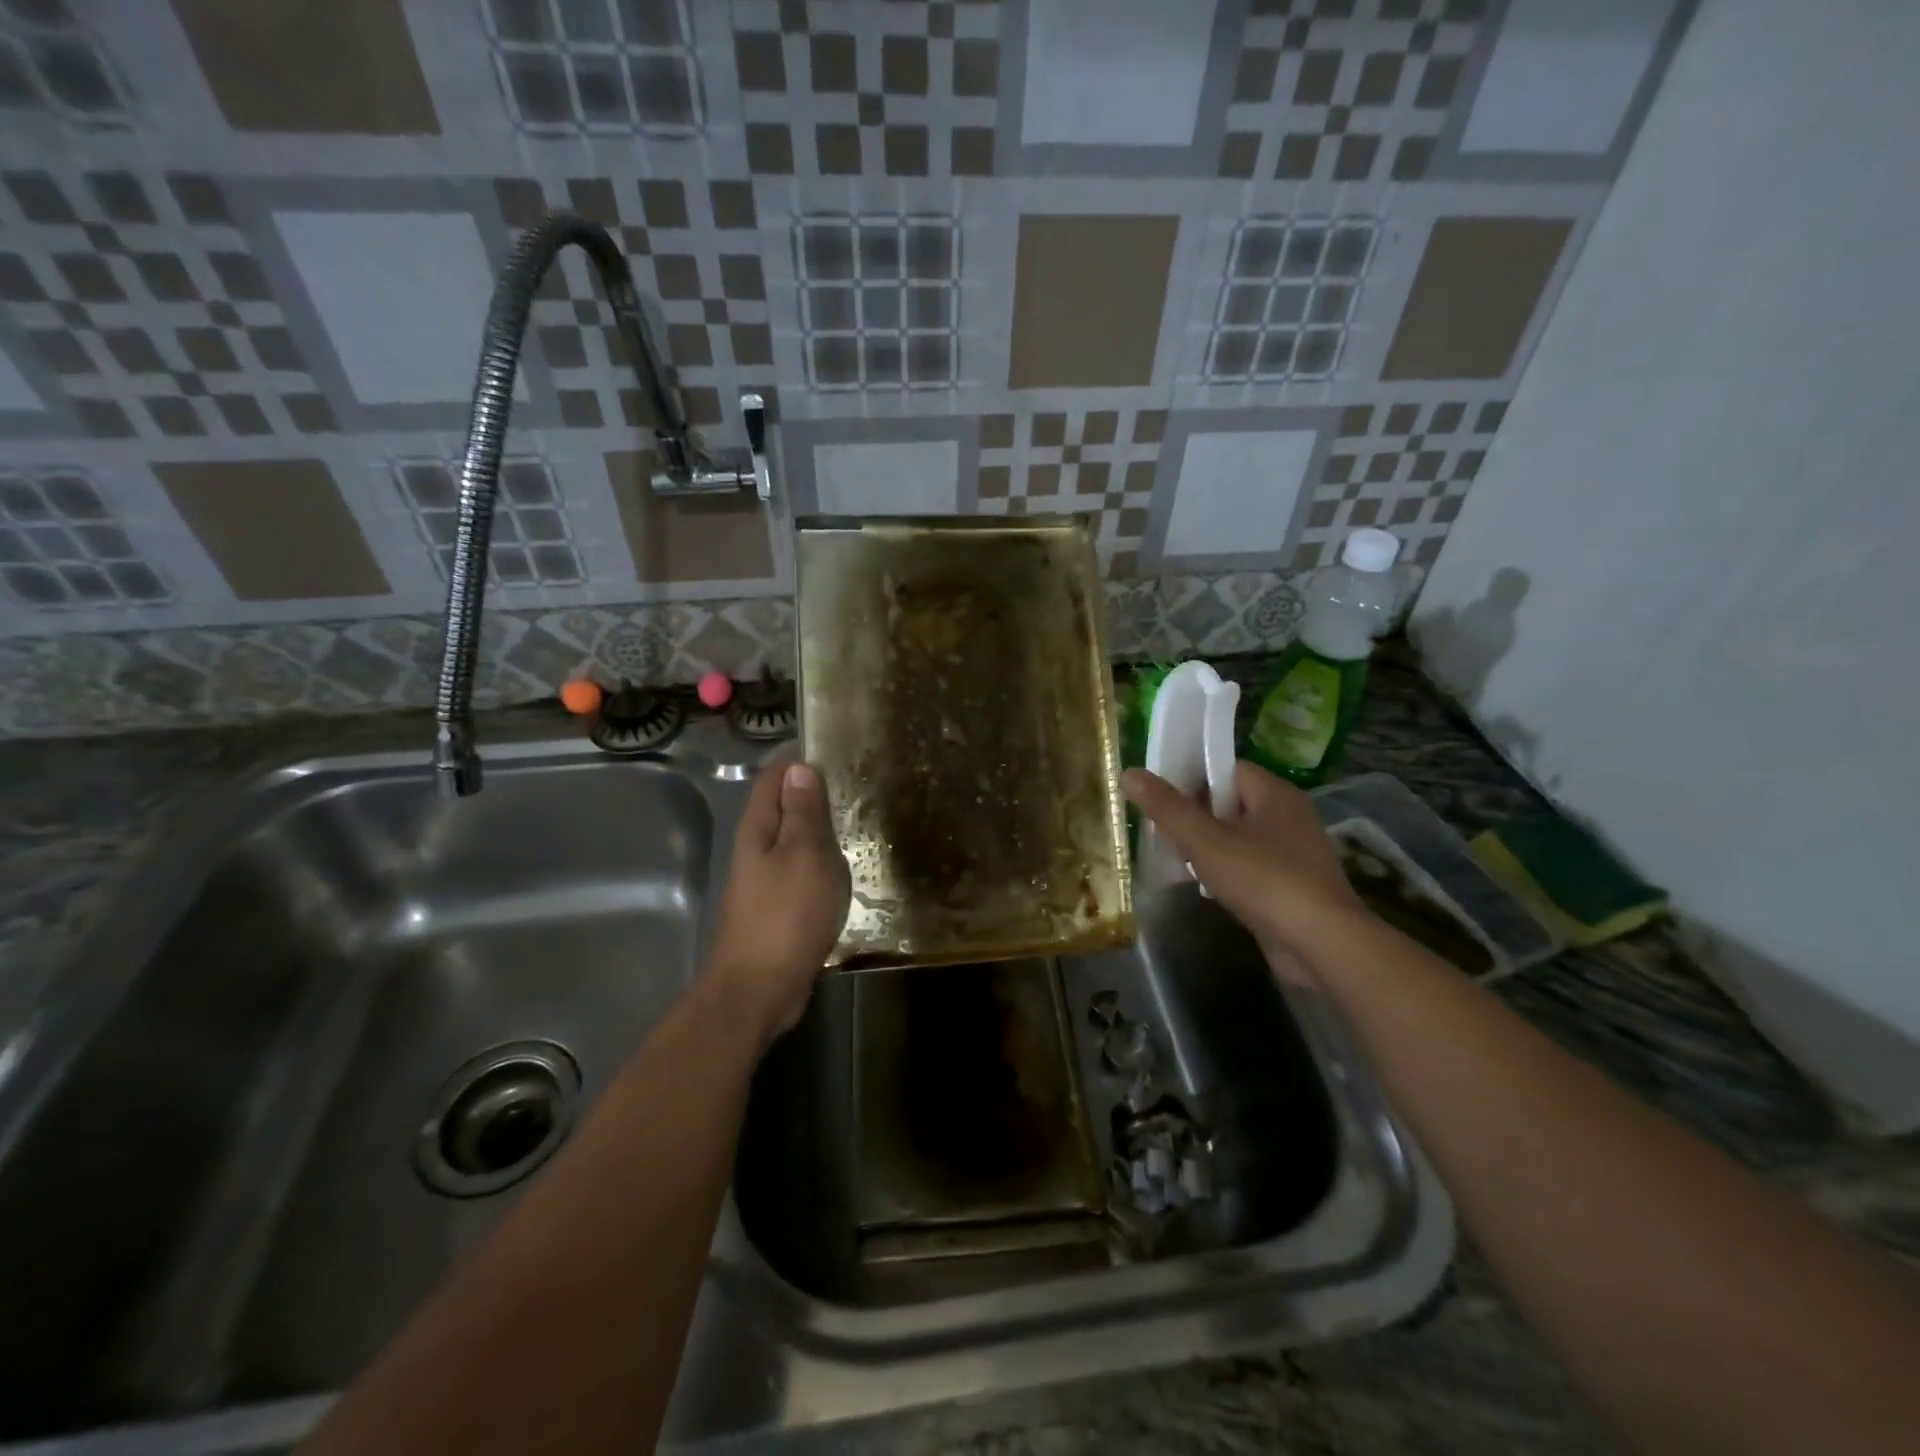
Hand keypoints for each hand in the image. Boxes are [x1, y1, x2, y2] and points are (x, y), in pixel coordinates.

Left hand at [705, 760, 850, 1050]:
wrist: (758, 989)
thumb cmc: (785, 916)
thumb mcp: (803, 856)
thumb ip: (802, 814)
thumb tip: (799, 768)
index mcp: (757, 829)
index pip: (773, 778)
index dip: (798, 761)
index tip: (833, 750)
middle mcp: (755, 849)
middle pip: (781, 808)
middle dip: (810, 792)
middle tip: (852, 784)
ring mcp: (763, 880)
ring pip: (791, 841)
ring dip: (816, 828)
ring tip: (853, 820)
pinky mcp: (775, 907)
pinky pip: (799, 871)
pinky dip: (818, 861)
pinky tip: (840, 869)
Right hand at [1123, 761, 1364, 982]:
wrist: (1322, 944)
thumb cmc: (1264, 880)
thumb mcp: (1206, 841)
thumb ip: (1168, 808)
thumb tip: (1130, 773)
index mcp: (1274, 793)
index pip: (1226, 769)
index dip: (1191, 778)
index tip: (1160, 796)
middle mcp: (1288, 815)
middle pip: (1230, 802)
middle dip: (1195, 815)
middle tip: (1160, 829)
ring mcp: (1294, 852)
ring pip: (1239, 836)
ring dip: (1208, 846)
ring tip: (1176, 858)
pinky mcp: (1293, 885)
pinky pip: (1250, 865)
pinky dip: (1226, 871)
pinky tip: (1204, 886)